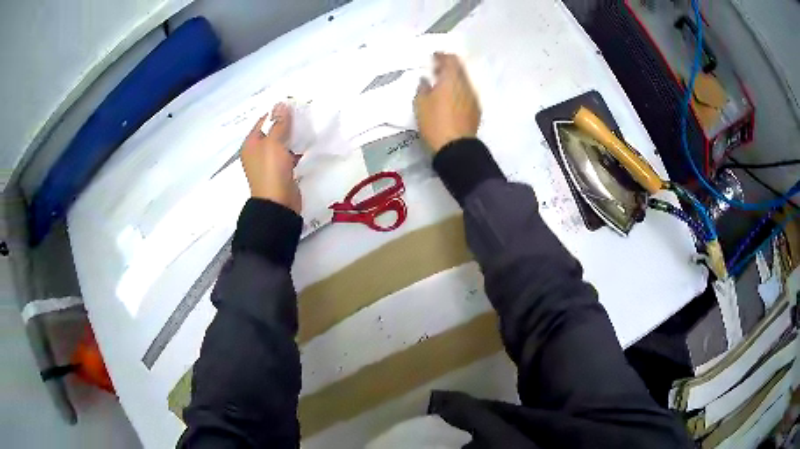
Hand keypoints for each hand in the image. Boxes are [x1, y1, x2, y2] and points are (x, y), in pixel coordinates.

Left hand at [241, 103, 301, 212]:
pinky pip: (289, 155)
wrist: (277, 203)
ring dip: (293, 136)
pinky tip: (308, 144)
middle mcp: (257, 152)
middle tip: (303, 114)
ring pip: (282, 144)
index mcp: (250, 144)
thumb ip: (279, 123)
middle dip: (286, 123)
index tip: (293, 105)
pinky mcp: (281, 172)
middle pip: (272, 132)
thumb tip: (281, 103)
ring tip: (308, 126)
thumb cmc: (271, 170)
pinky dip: (296, 149)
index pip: (263, 121)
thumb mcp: (273, 142)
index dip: (276, 112)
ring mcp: (269, 163)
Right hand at [414, 53, 480, 151]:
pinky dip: (459, 91)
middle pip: (459, 69)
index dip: (442, 56)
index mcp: (451, 79)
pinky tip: (451, 99)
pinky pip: (467, 93)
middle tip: (436, 71)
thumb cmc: (434, 122)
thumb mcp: (420, 104)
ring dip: (454, 80)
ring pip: (464, 81)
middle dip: (448, 67)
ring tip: (442, 86)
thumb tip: (426, 79)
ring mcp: (473, 97)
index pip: (450, 60)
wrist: (456, 147)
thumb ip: (423, 87)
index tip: (434, 57)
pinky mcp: (476, 109)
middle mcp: (465, 84)